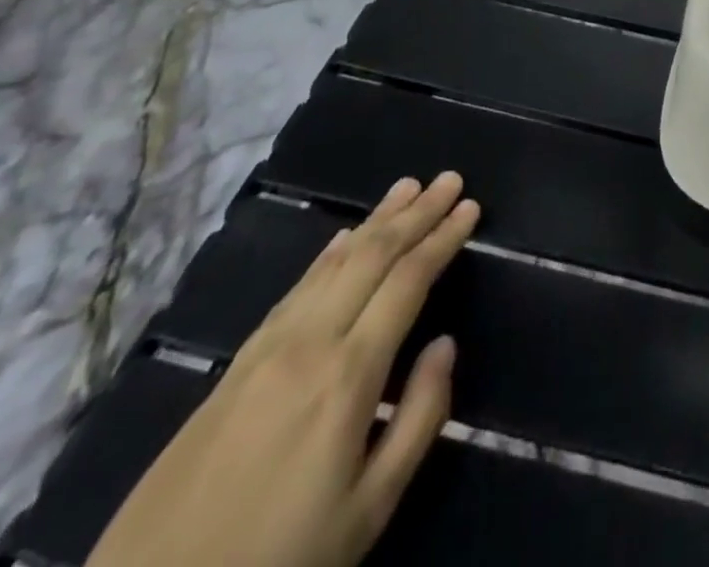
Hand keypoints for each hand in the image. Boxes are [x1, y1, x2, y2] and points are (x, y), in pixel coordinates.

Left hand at [85, 172, 480, 566]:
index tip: (471, 208)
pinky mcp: (236, 363)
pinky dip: (330, 253)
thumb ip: (419, 419)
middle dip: (416, 213)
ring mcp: (268, 347)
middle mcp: (310, 342)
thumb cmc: (277, 561)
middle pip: (373, 256)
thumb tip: (445, 344)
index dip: (443, 239)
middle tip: (450, 179)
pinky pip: (297, 286)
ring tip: (408, 187)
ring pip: (334, 261)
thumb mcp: (367, 511)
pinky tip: (344, 237)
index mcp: (348, 375)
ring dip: (377, 219)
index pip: (408, 281)